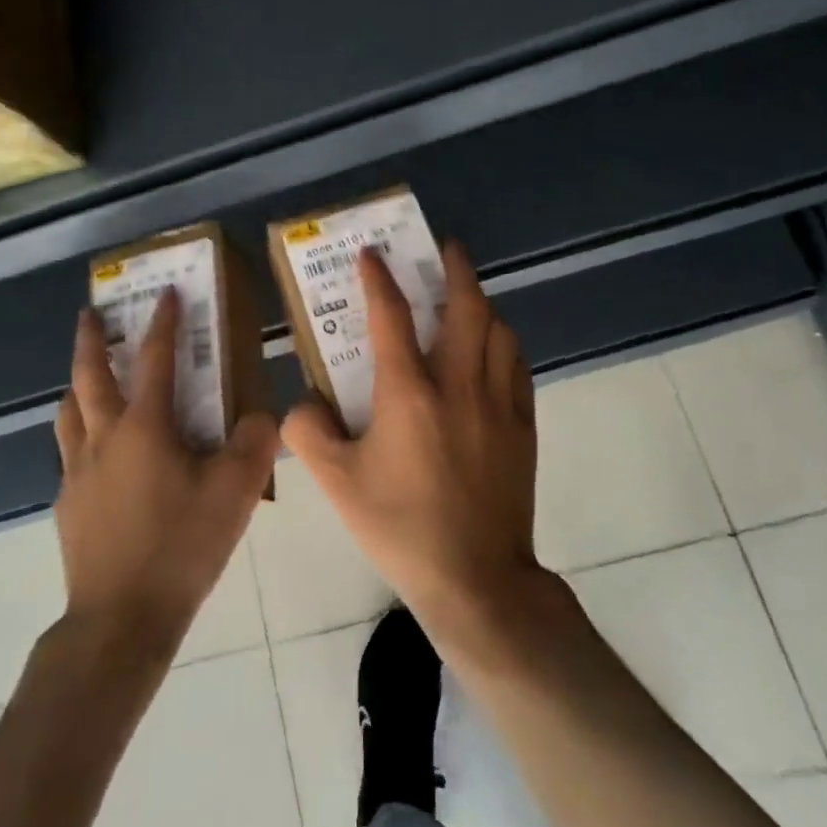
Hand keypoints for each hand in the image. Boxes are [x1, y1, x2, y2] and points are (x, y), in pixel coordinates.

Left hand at [55, 291, 279, 659]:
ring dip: (77, 385)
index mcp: (144, 427)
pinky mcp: (68, 504)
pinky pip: (70, 454)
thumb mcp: (234, 493)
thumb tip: (261, 417)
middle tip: (90, 313)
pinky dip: (80, 435)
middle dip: (92, 339)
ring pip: (69, 412)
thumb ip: (254, 444)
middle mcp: (104, 438)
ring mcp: (78, 472)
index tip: (167, 293)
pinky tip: (97, 456)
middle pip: (90, 375)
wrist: (120, 619)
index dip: (164, 322)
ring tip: (85, 377)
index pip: (156, 359)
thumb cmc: (180, 546)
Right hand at [281, 242, 547, 654]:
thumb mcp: (337, 483)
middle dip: (456, 268)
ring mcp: (498, 403)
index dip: (379, 278)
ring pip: (499, 330)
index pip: (391, 316)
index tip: (372, 254)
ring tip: (467, 297)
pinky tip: (493, 350)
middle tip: (445, 248)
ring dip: (482, 303)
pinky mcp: (523, 426)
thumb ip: (308, 432)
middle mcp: (458, 384)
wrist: (476, 579)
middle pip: (465, 307)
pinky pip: (517, 366)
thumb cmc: (401, 527)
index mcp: (409, 392)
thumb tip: (303, 402)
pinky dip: (504, 344)